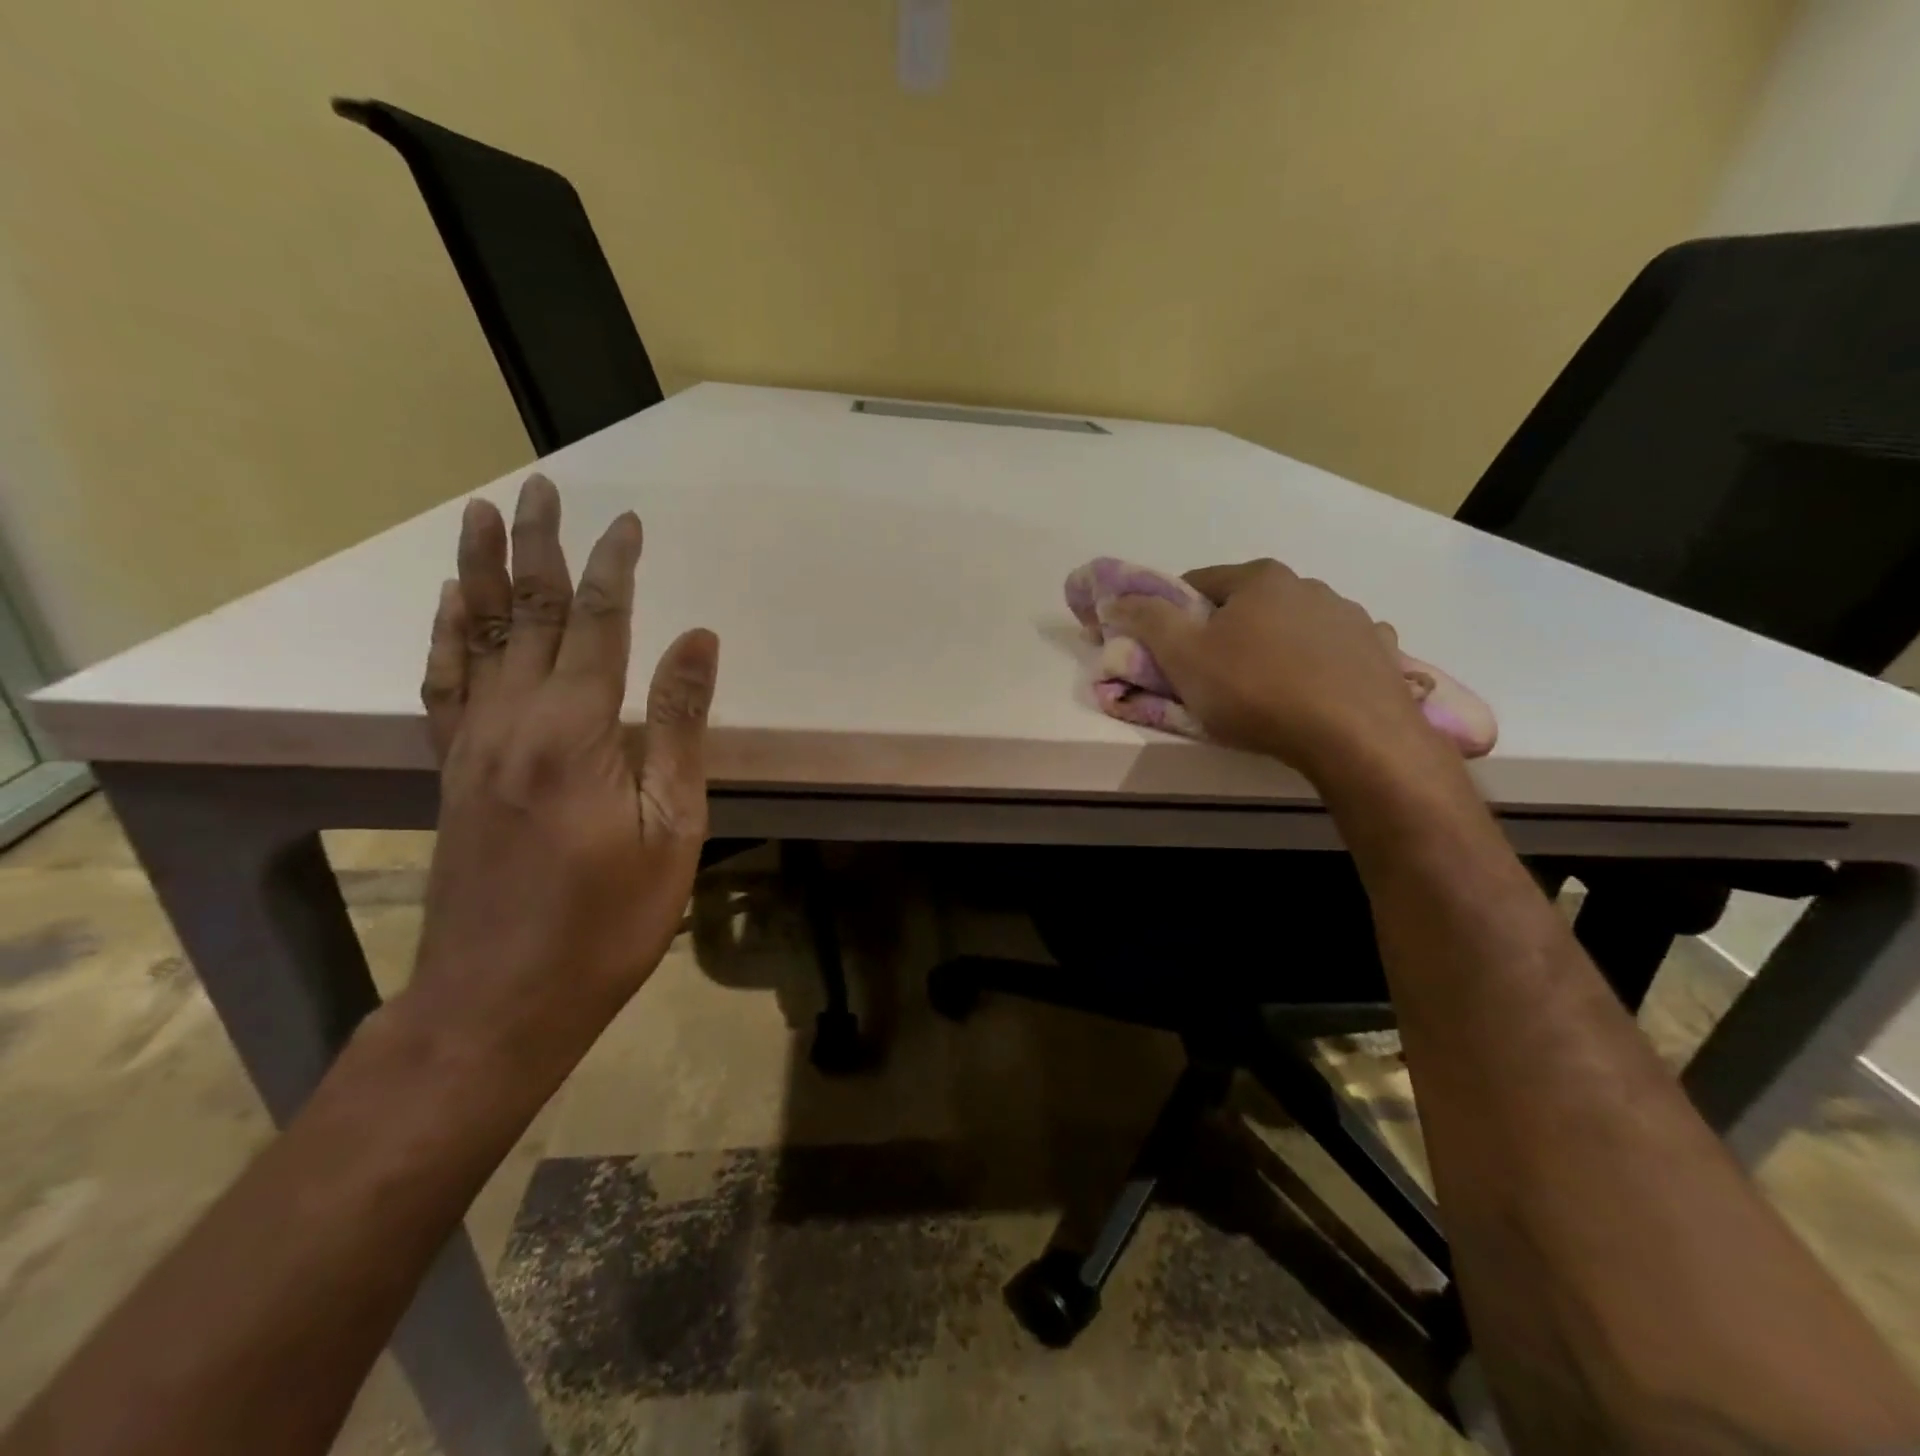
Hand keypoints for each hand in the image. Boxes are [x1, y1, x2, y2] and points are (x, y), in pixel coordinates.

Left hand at [403, 473, 719, 1077]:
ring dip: (480, 572)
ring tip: (480, 515)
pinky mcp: (452, 772)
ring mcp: (472, 745)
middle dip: (538, 546)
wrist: (500, 999)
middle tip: (540, 487)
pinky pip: (444, 685)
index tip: (628, 523)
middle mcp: (512, 721)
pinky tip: (450, 607)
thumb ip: (681, 728)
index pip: (597, 624)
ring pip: (475, 637)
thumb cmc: (607, 920)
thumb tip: (699, 641)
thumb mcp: (672, 828)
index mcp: (574, 733)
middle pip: (527, 615)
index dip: (614, 568)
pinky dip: (446, 636)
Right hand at [1106, 558, 1440, 781]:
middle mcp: (1309, 585)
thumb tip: (1117, 599)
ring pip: (1294, 627)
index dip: (1173, 612)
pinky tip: (1312, 694)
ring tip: (1264, 691)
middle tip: (1210, 674)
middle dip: (1225, 631)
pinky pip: (1335, 652)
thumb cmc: (1257, 691)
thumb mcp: (1184, 657)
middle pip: (1249, 604)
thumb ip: (1148, 620)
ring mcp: (1351, 617)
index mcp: (1260, 578)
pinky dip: (1318, 664)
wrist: (1355, 738)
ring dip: (1274, 646)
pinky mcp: (1380, 652)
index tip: (1165, 645)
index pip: (1199, 583)